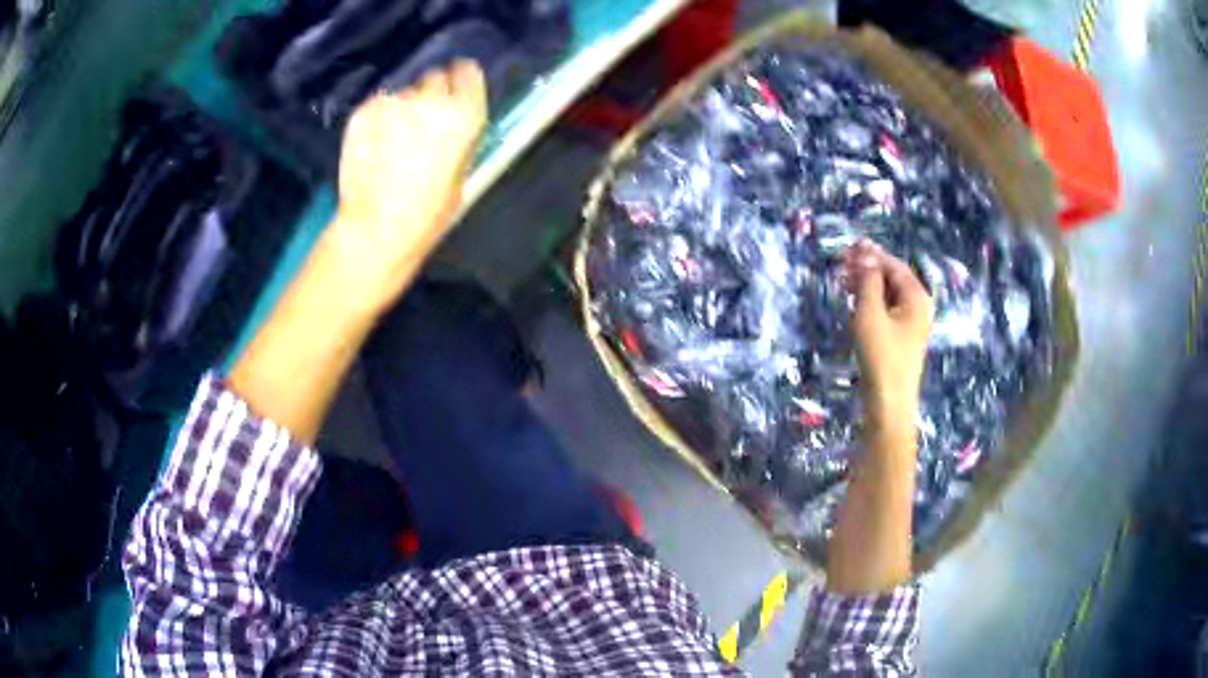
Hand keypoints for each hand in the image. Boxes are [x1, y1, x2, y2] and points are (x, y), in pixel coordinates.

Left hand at [328, 59, 486, 306]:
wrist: (376, 229)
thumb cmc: (427, 214)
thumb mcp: (461, 174)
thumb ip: (459, 138)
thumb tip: (454, 121)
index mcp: (464, 115)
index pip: (468, 73)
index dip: (462, 79)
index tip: (456, 86)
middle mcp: (431, 100)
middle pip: (434, 77)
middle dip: (431, 93)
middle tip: (422, 121)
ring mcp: (393, 104)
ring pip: (402, 94)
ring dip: (402, 109)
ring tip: (393, 141)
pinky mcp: (363, 112)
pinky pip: (377, 106)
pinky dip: (377, 119)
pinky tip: (374, 146)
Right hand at [845, 239, 933, 441]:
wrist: (888, 403)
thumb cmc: (881, 356)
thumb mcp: (870, 313)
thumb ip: (868, 281)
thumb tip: (865, 255)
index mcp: (917, 297)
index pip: (894, 265)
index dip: (872, 254)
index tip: (849, 246)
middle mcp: (918, 307)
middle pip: (893, 278)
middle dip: (869, 268)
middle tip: (843, 264)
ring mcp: (911, 325)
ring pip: (889, 295)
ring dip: (868, 285)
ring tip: (845, 282)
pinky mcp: (901, 340)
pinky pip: (887, 311)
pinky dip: (871, 302)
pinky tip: (856, 304)